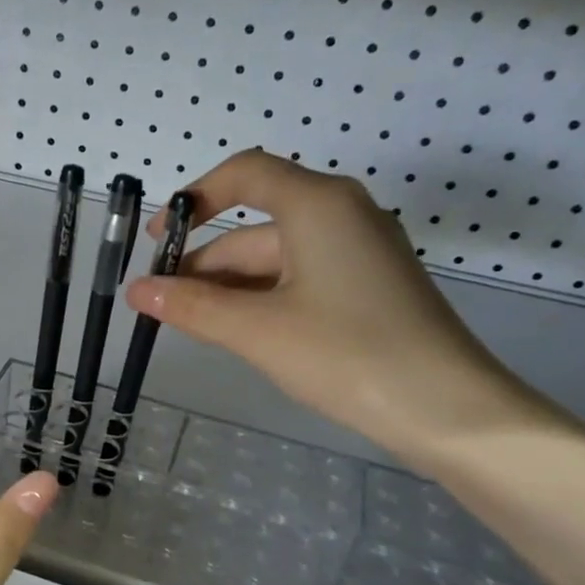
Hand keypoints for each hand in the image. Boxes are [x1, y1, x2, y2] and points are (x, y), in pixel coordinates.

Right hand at [125, 150, 560, 463]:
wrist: (448, 410)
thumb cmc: (347, 355)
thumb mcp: (258, 331)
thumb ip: (193, 307)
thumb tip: (136, 292)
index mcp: (318, 205)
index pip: (245, 173)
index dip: (194, 199)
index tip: (156, 240)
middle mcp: (342, 216)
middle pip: (256, 226)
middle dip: (204, 263)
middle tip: (160, 305)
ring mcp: (359, 254)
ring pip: (276, 259)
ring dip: (229, 287)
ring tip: (188, 325)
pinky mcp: (368, 289)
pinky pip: (299, 280)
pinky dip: (262, 299)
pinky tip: (237, 332)